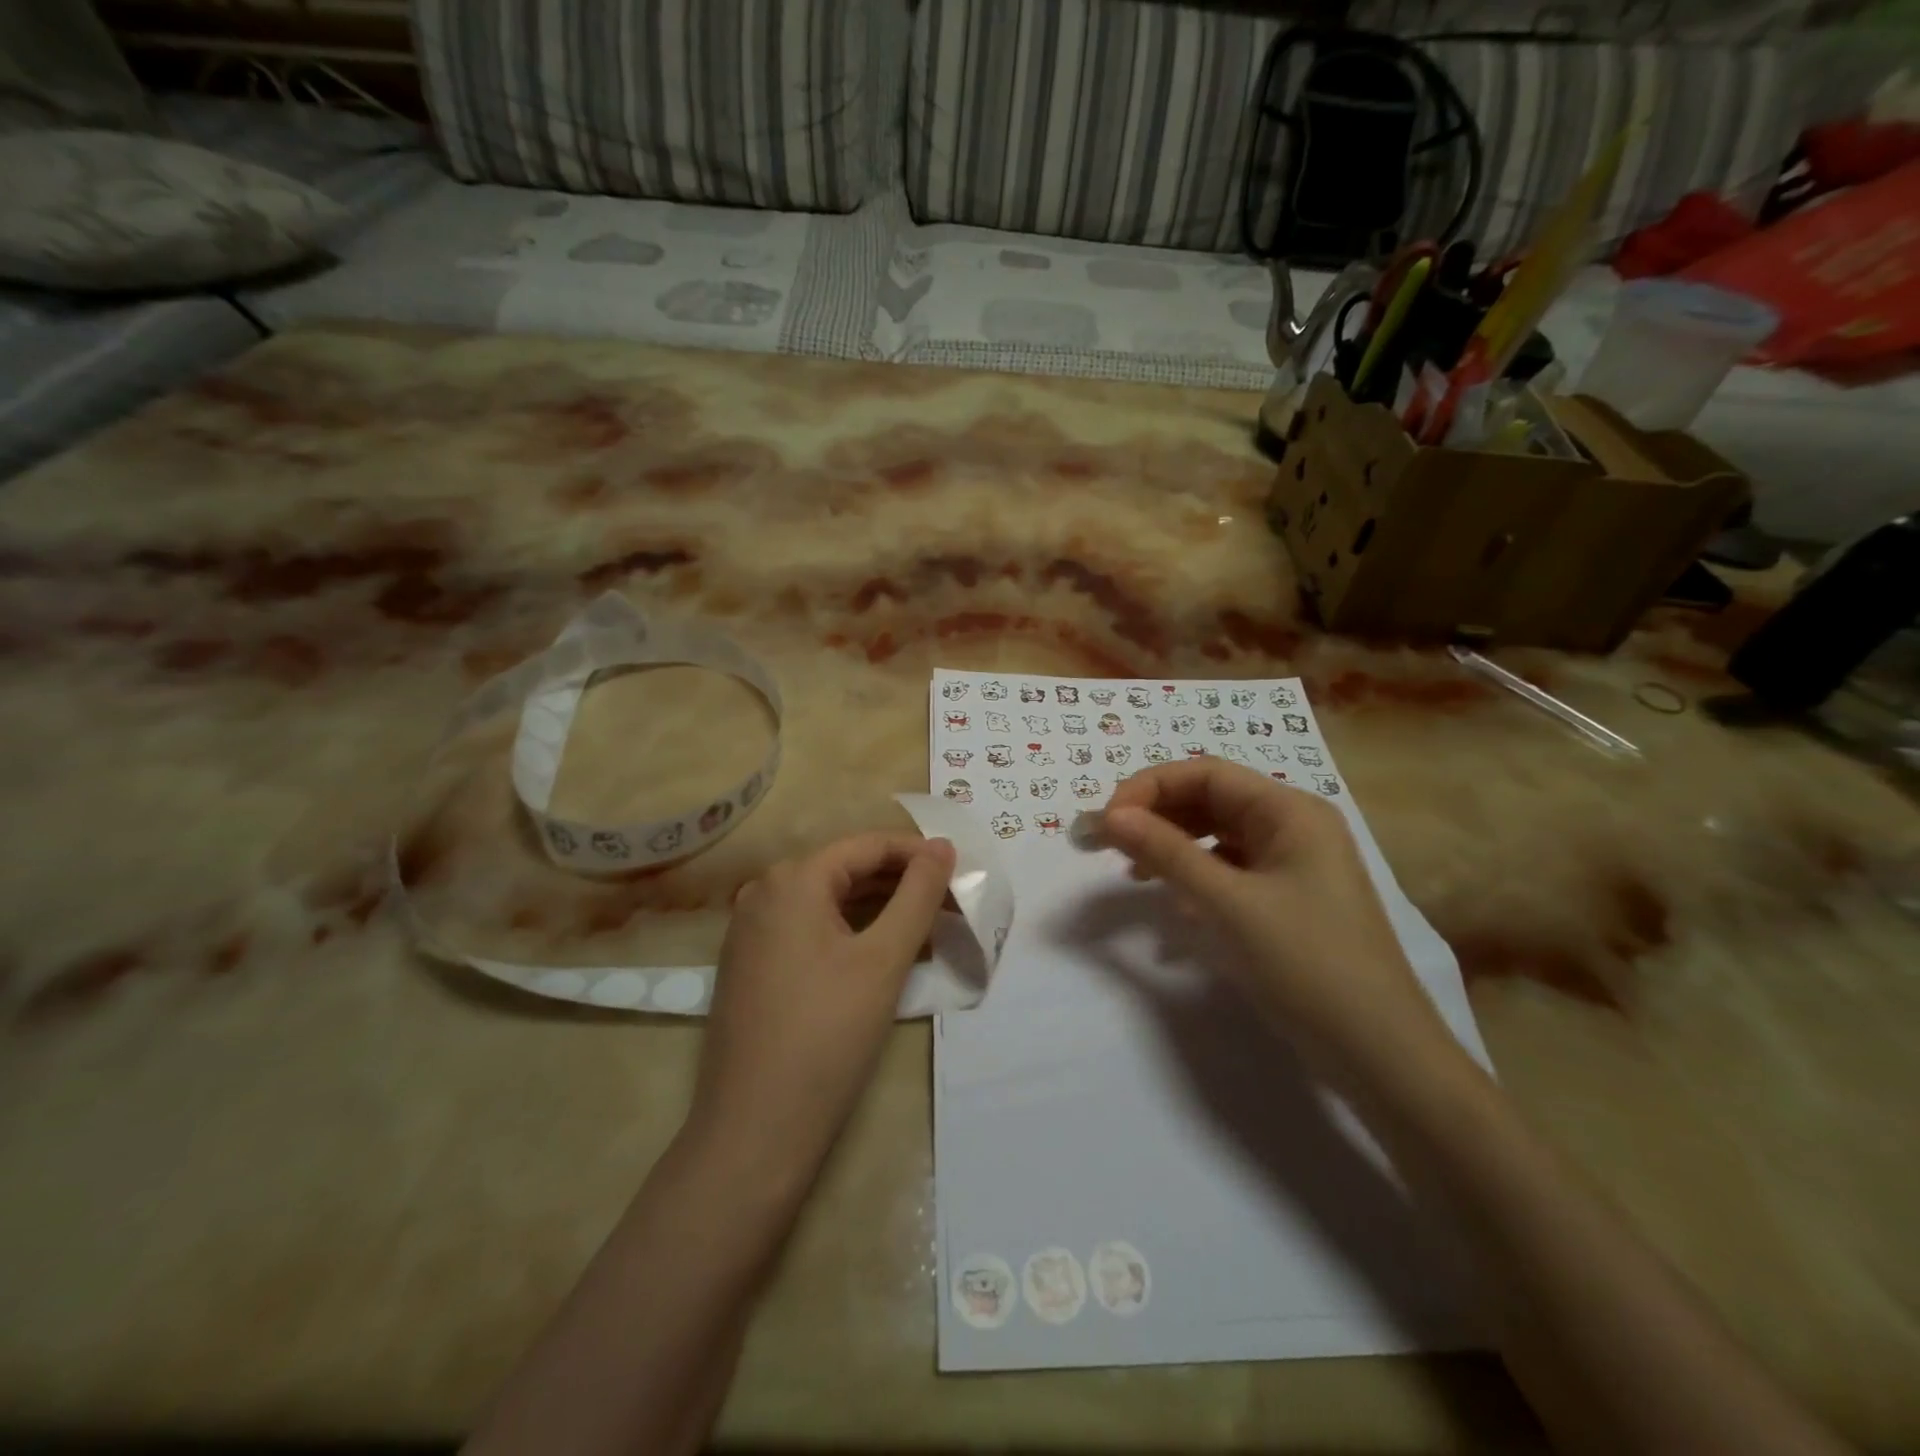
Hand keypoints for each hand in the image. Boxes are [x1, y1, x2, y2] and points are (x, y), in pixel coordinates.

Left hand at [685, 832, 954, 1193]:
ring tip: (929, 926)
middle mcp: (764, 892)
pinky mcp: (750, 963)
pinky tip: (883, 951)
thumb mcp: (884, 959)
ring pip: (829, 901)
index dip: (919, 854)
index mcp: (793, 879)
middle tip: (952, 904)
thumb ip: (918, 894)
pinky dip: (850, 931)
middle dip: (902, 883)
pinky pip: (809, 928)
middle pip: (847, 869)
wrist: (754, 1130)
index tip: (961, 872)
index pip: (868, 845)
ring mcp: (751, 929)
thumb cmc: (827, 1035)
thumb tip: (941, 847)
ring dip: (880, 908)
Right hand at [1098, 760, 1450, 1082]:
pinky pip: (1230, 872)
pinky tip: (1175, 907)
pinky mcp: (1287, 901)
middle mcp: (1294, 827)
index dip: (1150, 788)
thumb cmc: (1307, 965)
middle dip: (1156, 817)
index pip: (1206, 774)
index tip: (1106, 819)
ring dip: (1172, 847)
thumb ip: (1167, 853)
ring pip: (1217, 837)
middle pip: (1211, 801)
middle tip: (1106, 843)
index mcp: (1290, 811)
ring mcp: (1293, 865)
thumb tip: (1110, 815)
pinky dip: (1196, 879)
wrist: (1381, 1055)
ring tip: (1134, 873)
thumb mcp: (1228, 904)